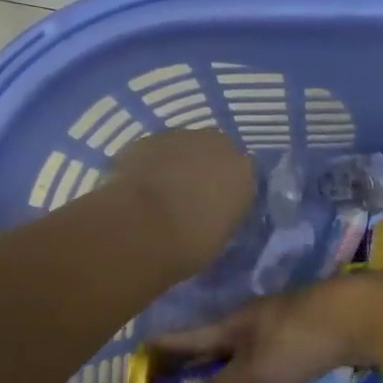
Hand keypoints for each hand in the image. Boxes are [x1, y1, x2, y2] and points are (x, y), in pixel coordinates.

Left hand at [107, 129, 253, 280]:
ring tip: (160, 192)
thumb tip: (213, 213)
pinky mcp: (147, 139)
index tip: (216, 209)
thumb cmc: (189, 244)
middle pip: (215, 152)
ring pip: (183, 147)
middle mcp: (217, 145)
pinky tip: (139, 185)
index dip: (227, 192)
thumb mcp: (220, 238)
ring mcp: (181, 137)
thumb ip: (222, 216)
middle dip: (204, 169)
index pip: (242, 177)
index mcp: (243, 172)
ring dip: (176, 163)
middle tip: (189, 196)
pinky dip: (151, 164)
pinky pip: (155, 151)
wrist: (141, 227)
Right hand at [152, 274, 382, 382]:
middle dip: (197, 368)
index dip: (165, 347)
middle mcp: (253, 324)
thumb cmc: (299, 339)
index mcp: (233, 324)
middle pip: (217, 349)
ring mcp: (282, 331)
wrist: (363, 315)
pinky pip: (272, 368)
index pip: (189, 337)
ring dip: (229, 380)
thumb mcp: (255, 371)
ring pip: (246, 360)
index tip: (141, 353)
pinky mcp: (308, 343)